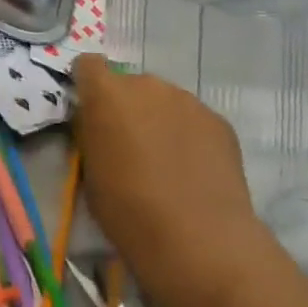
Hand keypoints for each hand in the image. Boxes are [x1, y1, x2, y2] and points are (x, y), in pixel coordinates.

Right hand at [72, 55, 281, 306]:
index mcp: (106, 93)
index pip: (88, 65)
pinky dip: (188, 136)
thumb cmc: (129, 210)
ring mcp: (187, 100)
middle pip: (129, 84)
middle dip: (127, 107)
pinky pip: (193, 119)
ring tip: (166, 161)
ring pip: (163, 101)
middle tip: (130, 144)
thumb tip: (98, 125)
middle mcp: (146, 84)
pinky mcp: (219, 121)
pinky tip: (194, 170)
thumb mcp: (90, 171)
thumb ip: (92, 135)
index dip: (88, 85)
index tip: (91, 112)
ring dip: (158, 119)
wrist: (200, 241)